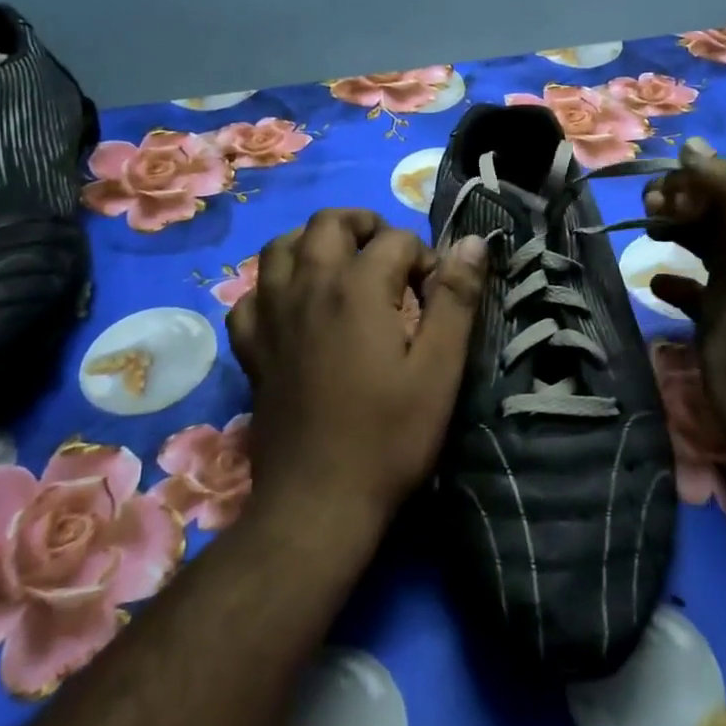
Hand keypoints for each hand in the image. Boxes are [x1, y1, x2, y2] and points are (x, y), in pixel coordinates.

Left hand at [227, 209, 487, 532]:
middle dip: (365, 226)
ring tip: (341, 265)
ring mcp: (272, 316)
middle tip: (391, 256)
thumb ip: (455, 299)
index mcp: (357, 288)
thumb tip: (473, 243)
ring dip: (313, 242)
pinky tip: (293, 306)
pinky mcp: (252, 348)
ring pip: (280, 248)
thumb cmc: (389, 436)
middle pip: (328, 223)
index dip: (425, 257)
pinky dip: (272, 287)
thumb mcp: (440, 369)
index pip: (395, 239)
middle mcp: (308, 287)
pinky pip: (251, 296)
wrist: (319, 502)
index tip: (437, 293)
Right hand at [645, 142, 725, 480]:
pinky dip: (670, 284)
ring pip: (698, 247)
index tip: (665, 188)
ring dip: (673, 232)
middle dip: (679, 201)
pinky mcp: (715, 330)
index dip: (697, 178)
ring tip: (649, 232)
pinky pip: (688, 295)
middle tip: (650, 209)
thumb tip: (691, 147)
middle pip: (712, 212)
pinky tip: (655, 283)